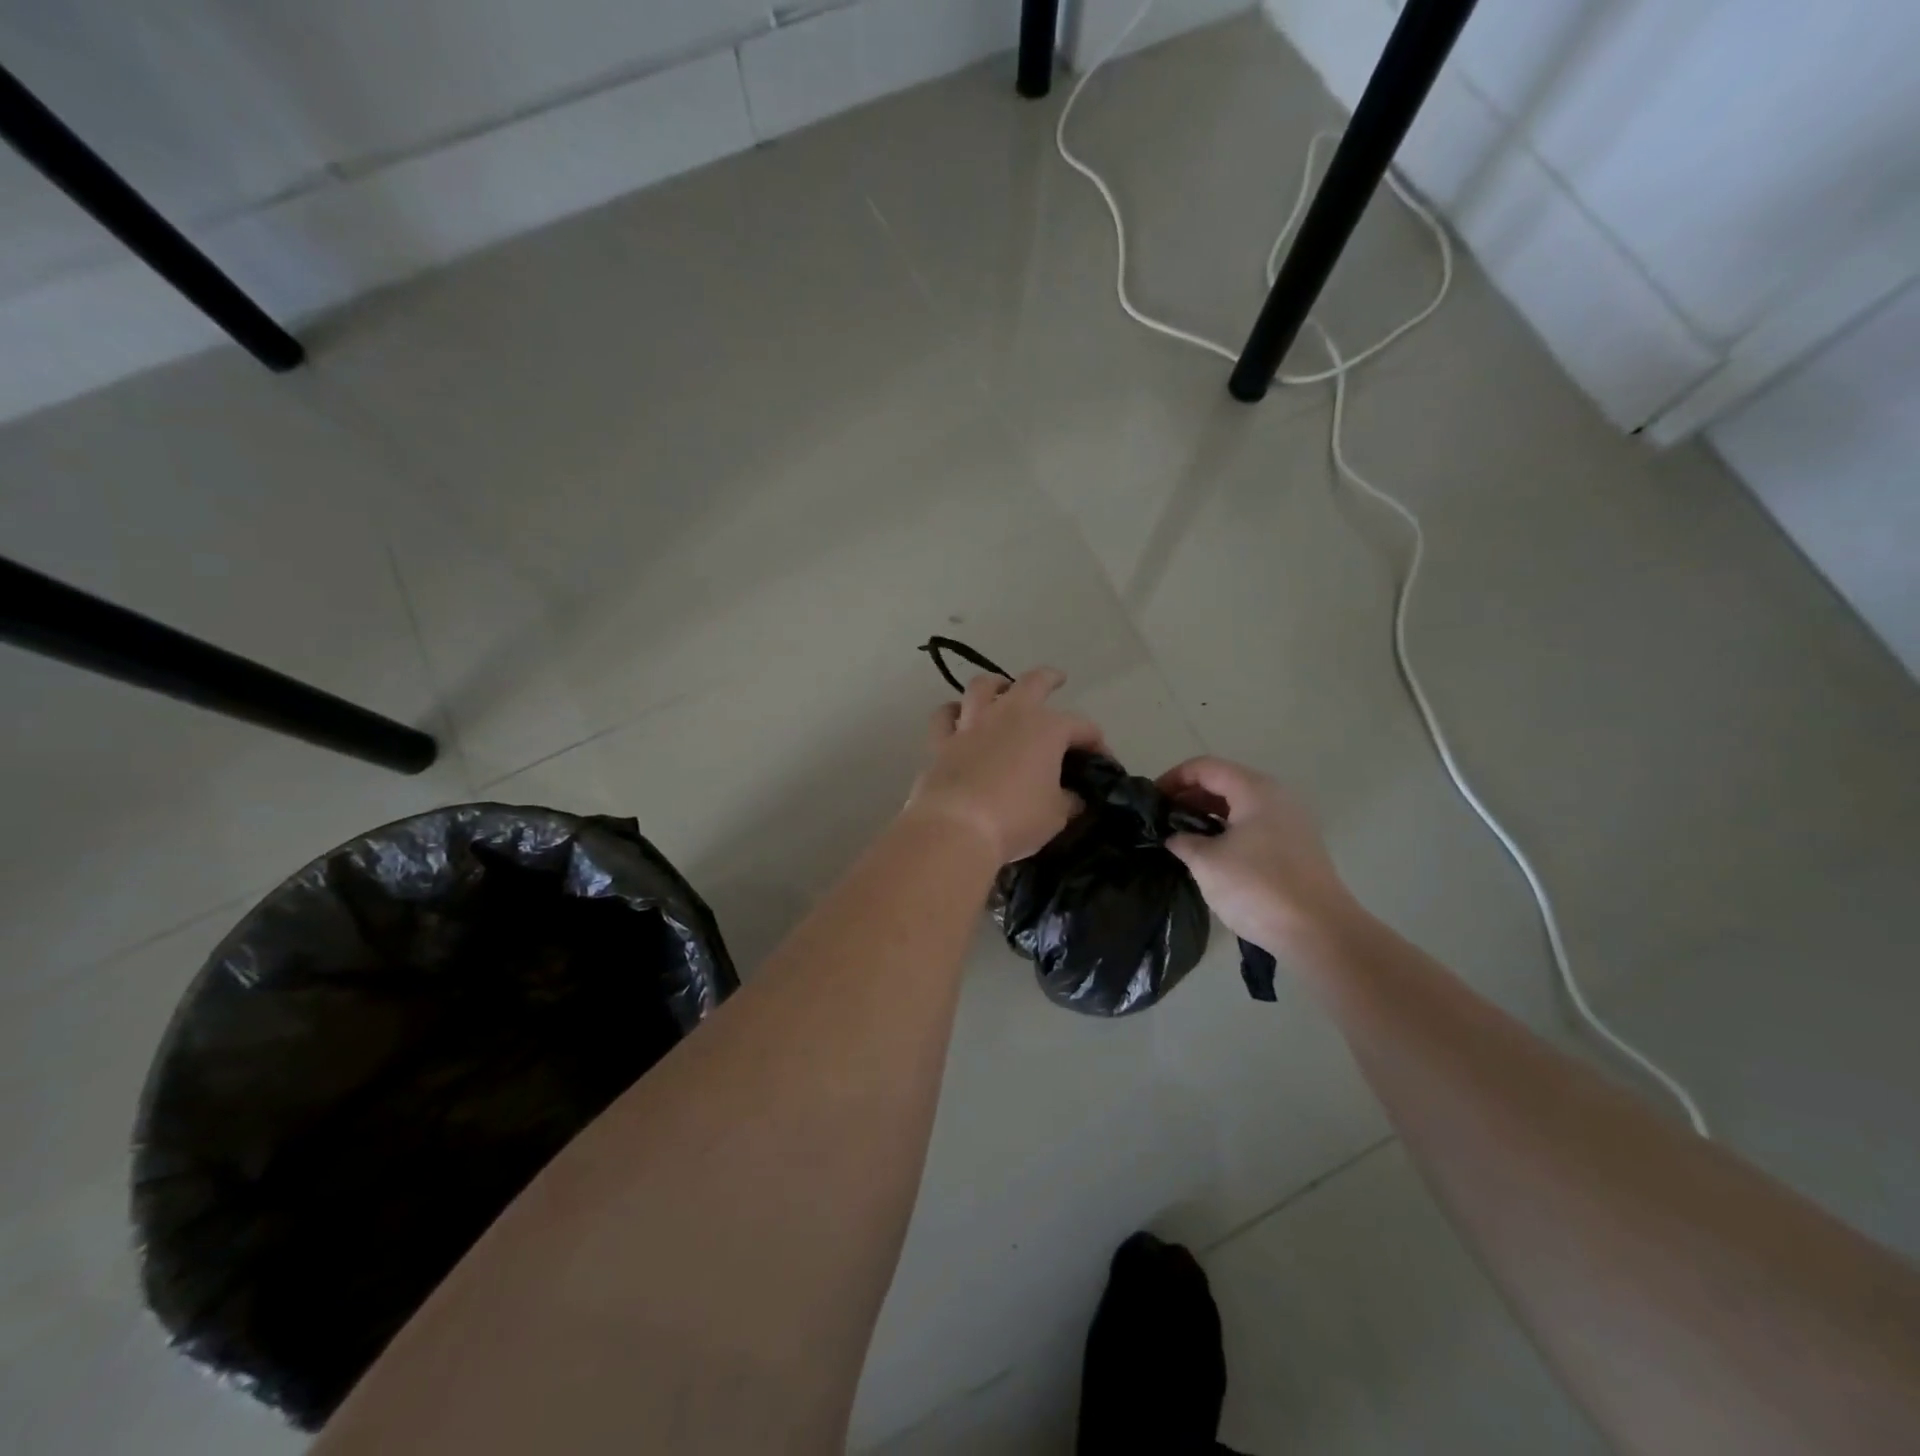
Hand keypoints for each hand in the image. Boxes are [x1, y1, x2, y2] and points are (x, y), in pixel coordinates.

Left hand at [907, 670, 1104, 863]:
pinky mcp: (942, 742)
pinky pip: (945, 717)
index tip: (1102, 762)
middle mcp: (1010, 715)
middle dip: (1049, 679)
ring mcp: (973, 725)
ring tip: (1002, 687)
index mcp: (1047, 729)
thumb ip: (1068, 800)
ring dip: (996, 684)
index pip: (1082, 727)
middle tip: (1057, 679)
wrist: (958, 827)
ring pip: (983, 687)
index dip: (1096, 742)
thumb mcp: (1056, 815)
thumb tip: (1072, 797)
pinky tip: (956, 716)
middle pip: (1033, 683)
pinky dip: (952, 713)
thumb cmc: (1016, 819)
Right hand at [1156, 756, 1357, 955]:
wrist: (1319, 932)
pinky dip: (1227, 830)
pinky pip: (1253, 825)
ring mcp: (1290, 822)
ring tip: (1180, 837)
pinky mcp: (1295, 847)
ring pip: (1239, 805)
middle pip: (1224, 782)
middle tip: (1162, 819)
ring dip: (1207, 815)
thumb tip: (1175, 837)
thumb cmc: (1258, 887)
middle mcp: (1276, 797)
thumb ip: (1183, 841)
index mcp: (1255, 790)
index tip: (1151, 800)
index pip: (1206, 767)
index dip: (1174, 778)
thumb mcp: (1207, 862)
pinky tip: (1210, 853)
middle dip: (1189, 796)